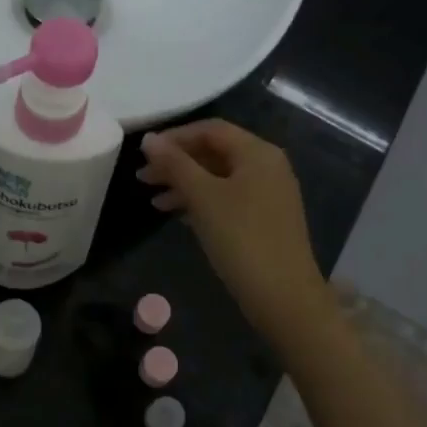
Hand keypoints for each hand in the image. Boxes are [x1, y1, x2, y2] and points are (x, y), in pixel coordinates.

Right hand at [138, 120, 334, 337]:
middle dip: (177, 163)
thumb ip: (175, 164)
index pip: (211, 129)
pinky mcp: (266, 219)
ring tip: (154, 202)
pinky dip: (202, 202)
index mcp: (258, 153)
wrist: (283, 296)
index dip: (175, 137)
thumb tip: (149, 139)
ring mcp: (269, 194)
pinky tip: (178, 216)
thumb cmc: (241, 238)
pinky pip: (228, 198)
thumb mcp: (203, 197)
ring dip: (185, 184)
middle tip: (143, 178)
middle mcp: (268, 166)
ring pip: (219, 178)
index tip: (144, 153)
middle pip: (215, 152)